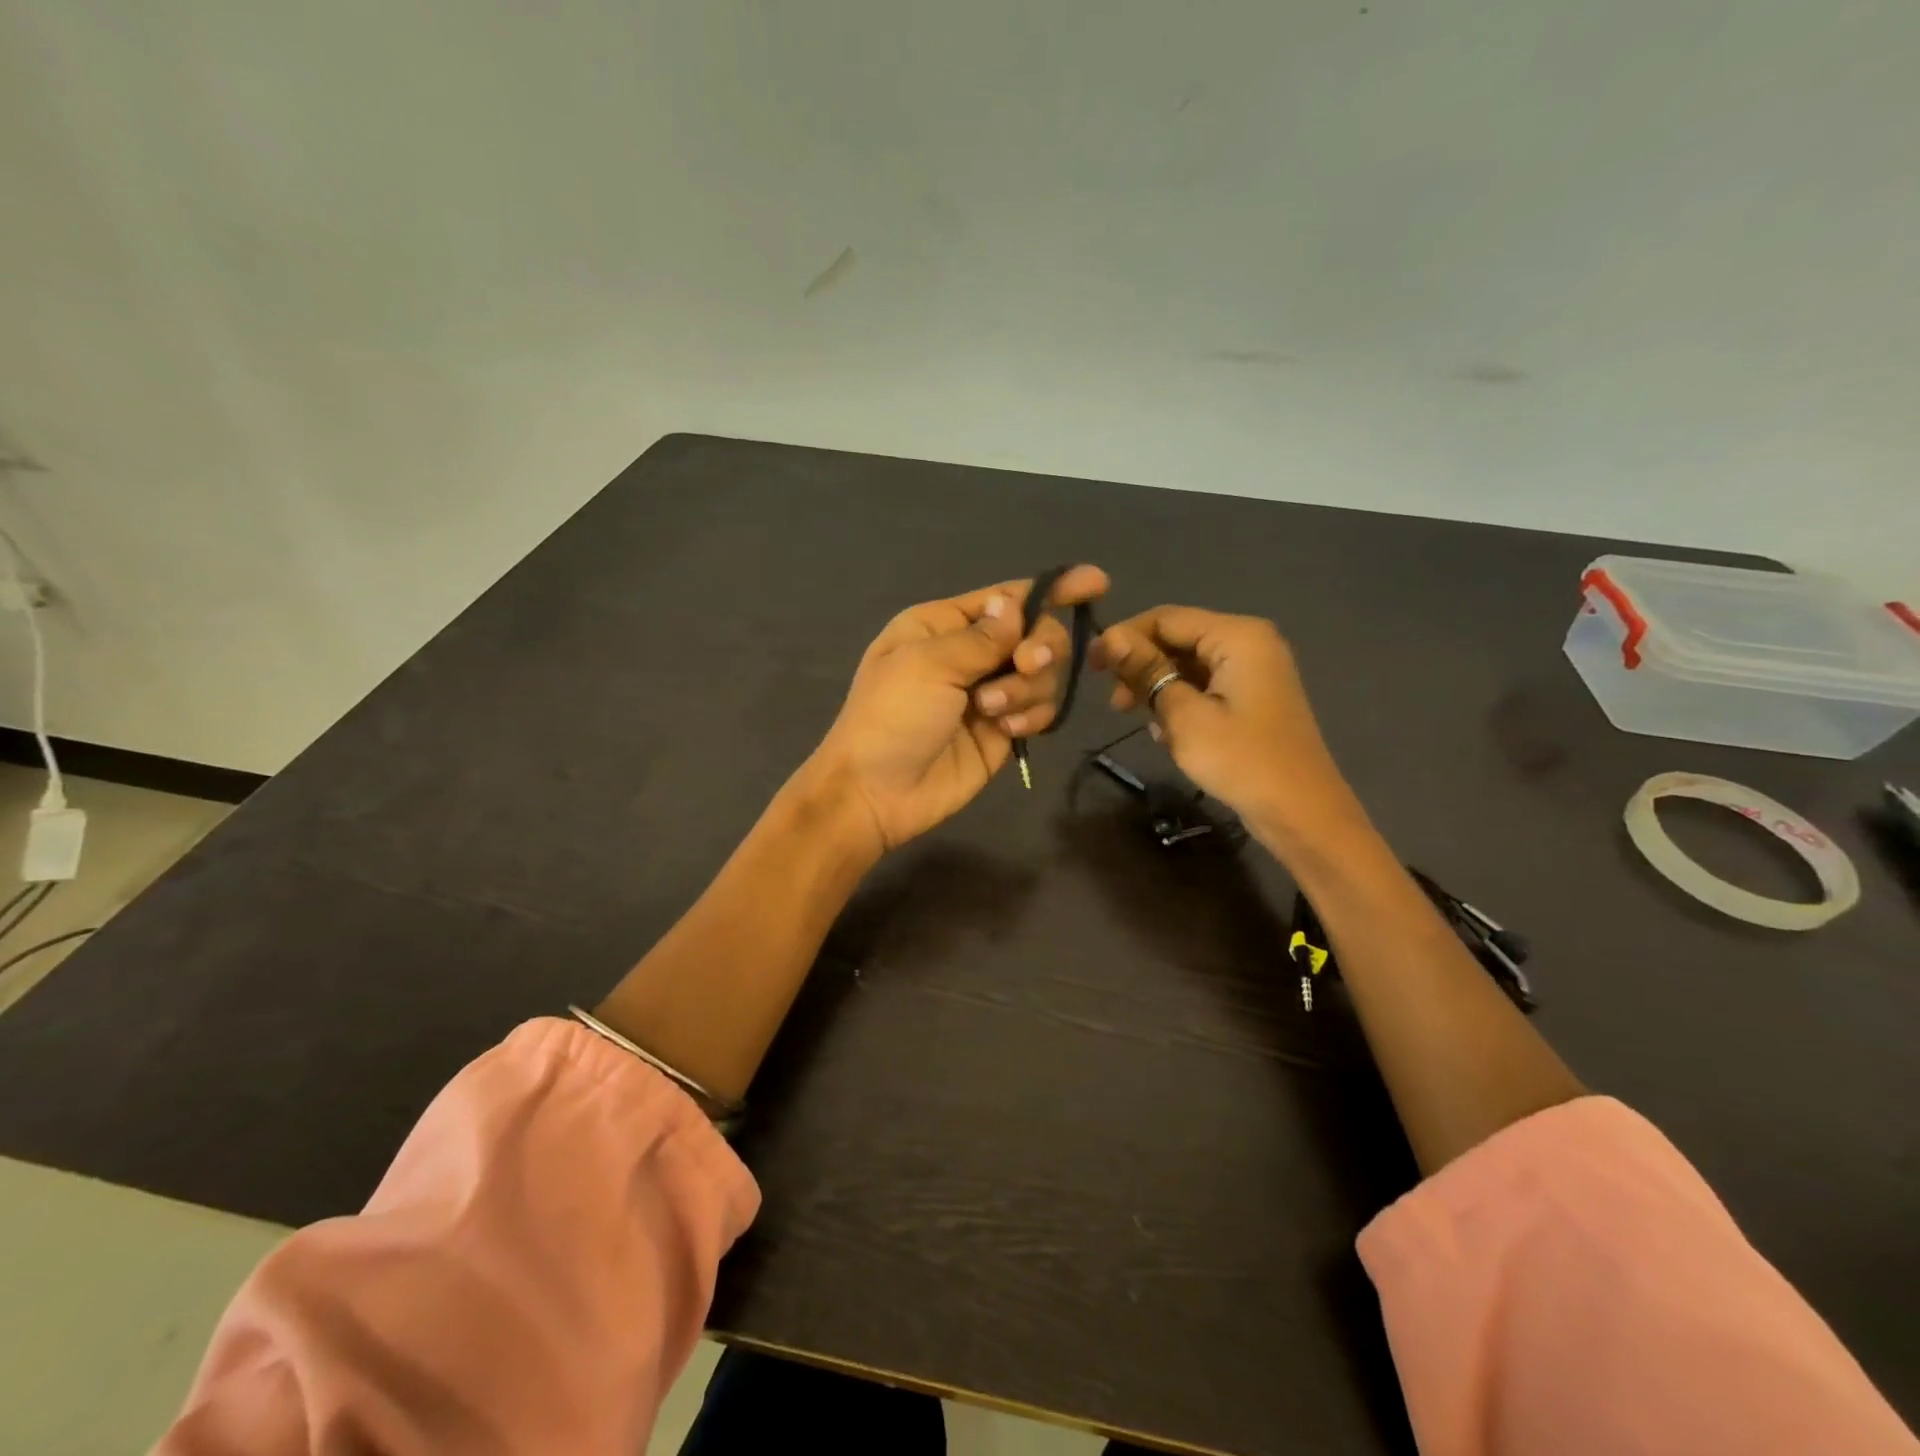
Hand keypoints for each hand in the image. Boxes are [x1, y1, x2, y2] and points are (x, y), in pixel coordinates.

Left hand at [812, 566, 1110, 851]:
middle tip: (1025, 666)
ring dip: (1027, 689)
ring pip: (1044, 674)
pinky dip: (1032, 716)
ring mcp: (990, 693)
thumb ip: (982, 637)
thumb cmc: (891, 717)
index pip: (1007, 598)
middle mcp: (971, 653)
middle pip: (1036, 633)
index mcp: (943, 625)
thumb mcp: (929, 665)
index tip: (1097, 583)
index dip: (1053, 589)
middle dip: (1039, 648)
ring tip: (991, 712)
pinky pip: (1041, 710)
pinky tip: (1007, 731)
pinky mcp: (1003, 730)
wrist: (877, 793)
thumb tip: (1015, 603)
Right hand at [1092, 605, 1363, 846]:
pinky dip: (1180, 702)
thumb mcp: (1184, 715)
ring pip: (1188, 664)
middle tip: (1114, 703)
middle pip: (1178, 638)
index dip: (1124, 637)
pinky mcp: (1252, 698)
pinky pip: (1205, 685)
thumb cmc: (1240, 760)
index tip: (1091, 667)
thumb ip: (1147, 671)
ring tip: (1139, 721)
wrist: (1300, 813)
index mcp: (1237, 635)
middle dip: (1142, 666)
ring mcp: (1254, 671)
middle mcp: (1248, 642)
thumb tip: (1110, 637)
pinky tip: (1168, 732)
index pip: (1166, 618)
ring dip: (1158, 688)